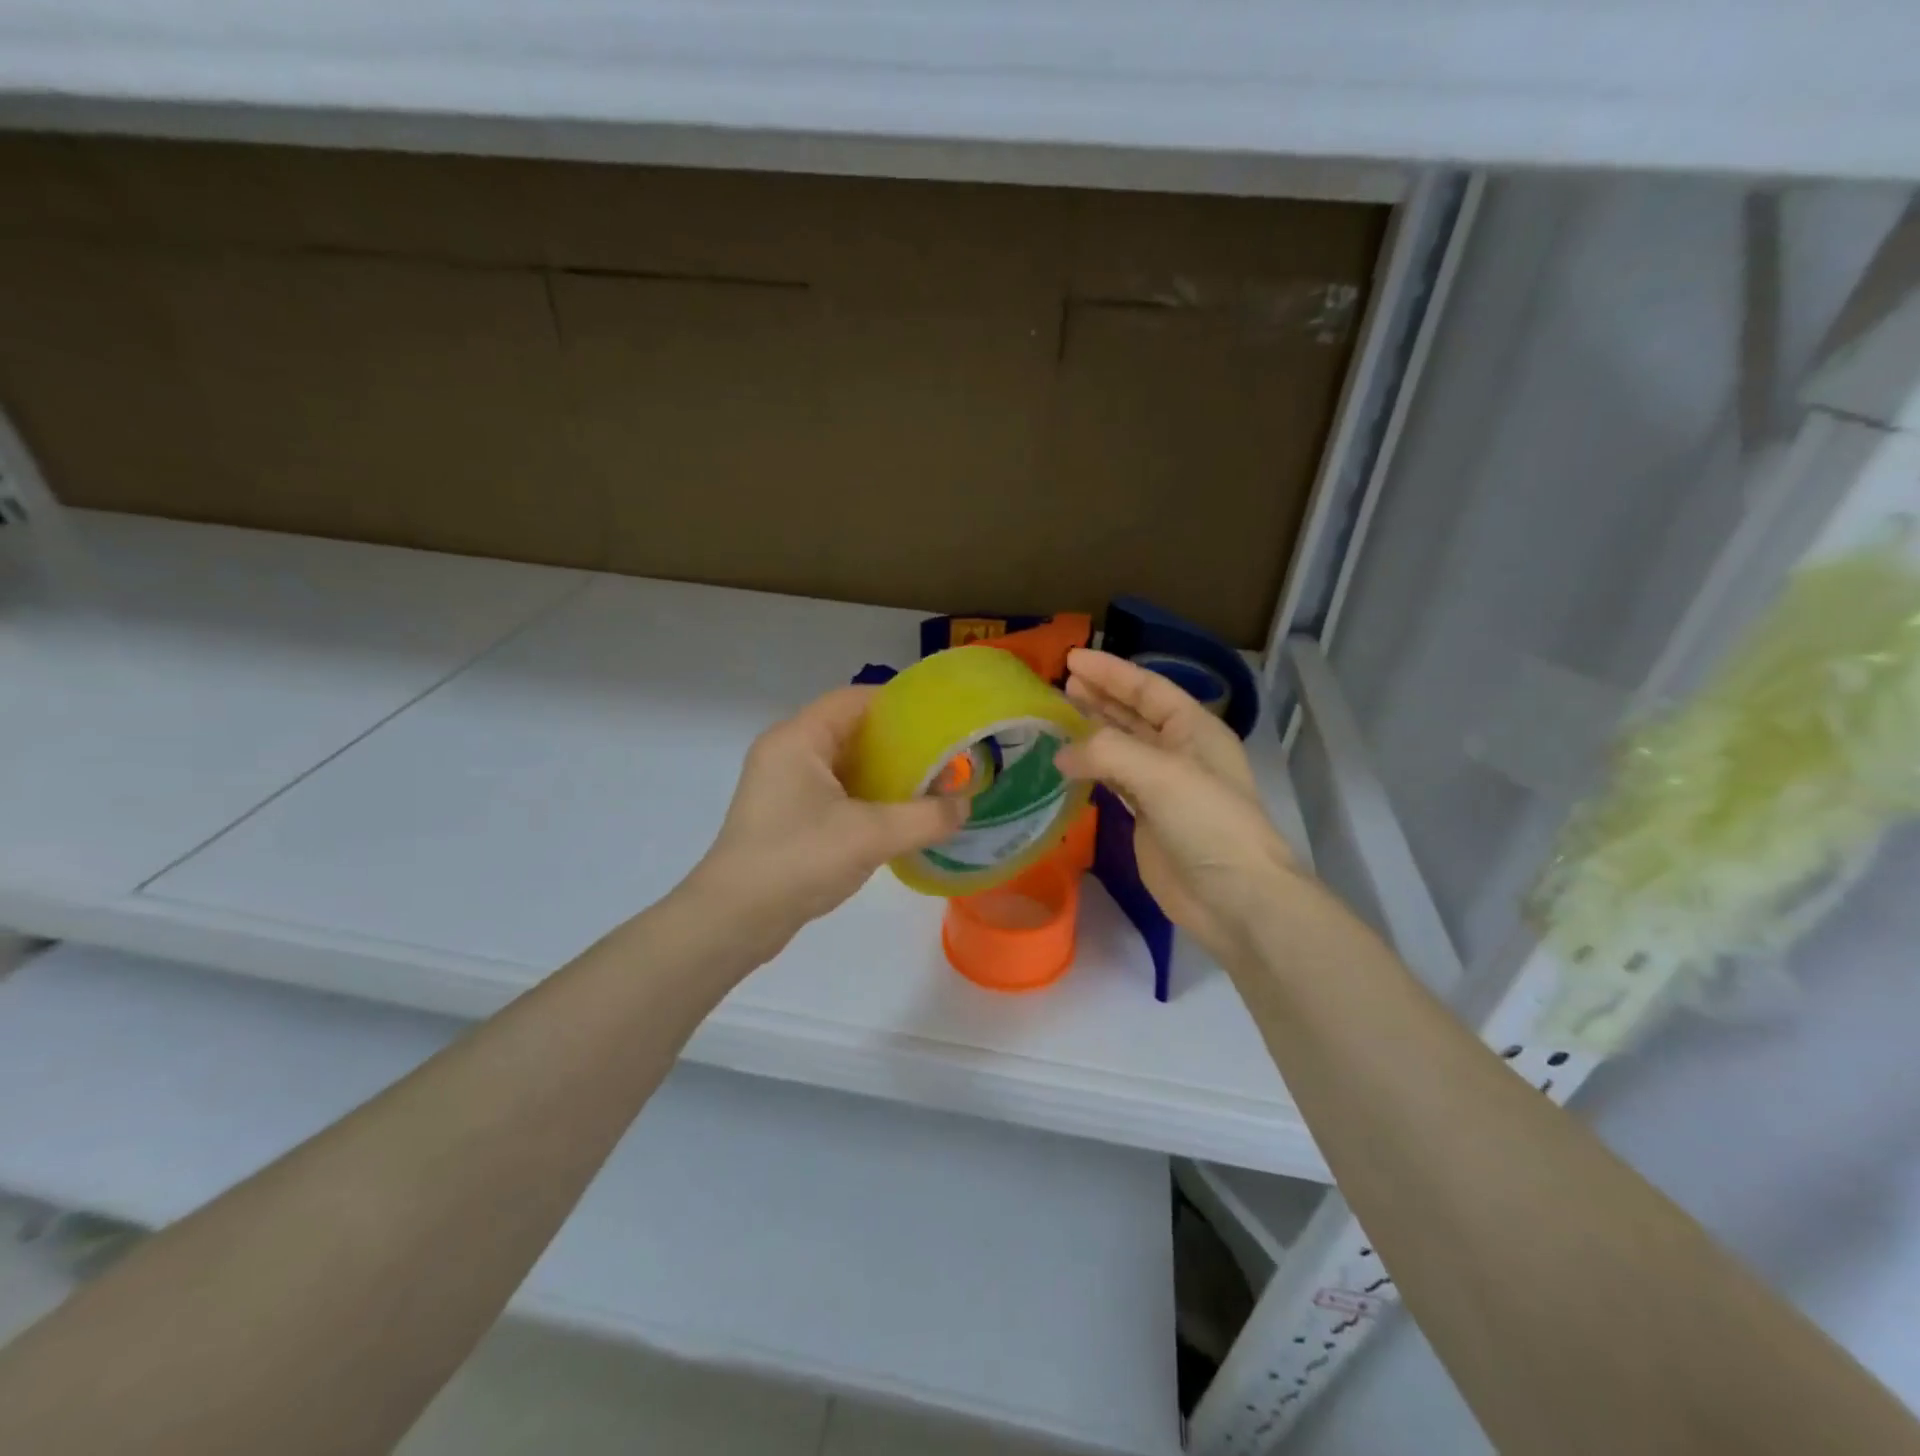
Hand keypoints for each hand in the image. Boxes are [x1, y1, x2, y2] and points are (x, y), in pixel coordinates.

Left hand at [685, 686, 967, 959]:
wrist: (733, 920)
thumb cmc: (798, 860)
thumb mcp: (871, 836)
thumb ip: (925, 817)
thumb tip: (964, 805)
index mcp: (799, 738)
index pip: (855, 699)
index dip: (901, 704)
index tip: (942, 720)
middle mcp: (787, 751)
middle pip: (851, 729)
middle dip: (898, 742)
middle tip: (943, 756)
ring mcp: (783, 784)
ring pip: (844, 763)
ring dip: (884, 772)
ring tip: (929, 785)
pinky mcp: (785, 814)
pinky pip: (834, 790)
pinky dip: (867, 796)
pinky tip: (898, 815)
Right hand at [1056, 649, 1300, 960]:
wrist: (1233, 896)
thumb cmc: (1208, 822)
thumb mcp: (1161, 774)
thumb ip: (1107, 752)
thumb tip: (1061, 754)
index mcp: (1194, 729)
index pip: (1147, 688)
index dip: (1111, 671)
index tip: (1072, 658)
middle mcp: (1180, 751)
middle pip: (1135, 713)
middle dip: (1101, 695)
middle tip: (1062, 681)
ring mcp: (1164, 786)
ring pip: (1123, 746)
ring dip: (1094, 728)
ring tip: (1061, 711)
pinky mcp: (1148, 817)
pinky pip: (1115, 780)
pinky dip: (1093, 767)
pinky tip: (1070, 761)